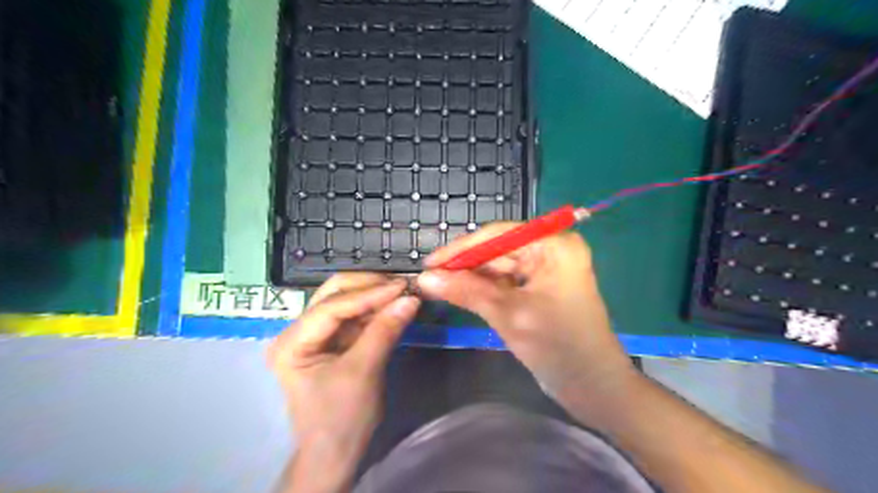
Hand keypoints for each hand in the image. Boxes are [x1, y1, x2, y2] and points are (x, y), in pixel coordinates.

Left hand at [268, 276, 417, 489]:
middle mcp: (298, 331)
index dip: (369, 294)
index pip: (332, 307)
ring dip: (375, 295)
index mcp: (292, 342)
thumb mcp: (364, 372)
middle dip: (369, 287)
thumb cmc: (342, 419)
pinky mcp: (332, 340)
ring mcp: (315, 334)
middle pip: (334, 294)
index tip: (402, 286)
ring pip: (346, 301)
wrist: (336, 453)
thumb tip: (411, 299)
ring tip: (403, 291)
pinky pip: (355, 316)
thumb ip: (385, 331)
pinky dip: (375, 309)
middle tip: (402, 284)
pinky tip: (394, 305)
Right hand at [416, 223, 631, 400]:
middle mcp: (552, 250)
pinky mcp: (541, 288)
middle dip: (465, 264)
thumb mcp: (508, 315)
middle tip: (430, 277)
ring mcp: (547, 269)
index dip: (461, 248)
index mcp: (554, 245)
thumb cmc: (558, 346)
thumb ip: (466, 291)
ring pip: (500, 266)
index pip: (499, 235)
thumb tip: (425, 278)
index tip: (429, 263)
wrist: (594, 387)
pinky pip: (507, 281)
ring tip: (438, 285)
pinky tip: (461, 292)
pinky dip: (485, 288)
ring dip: (472, 277)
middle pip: (498, 249)